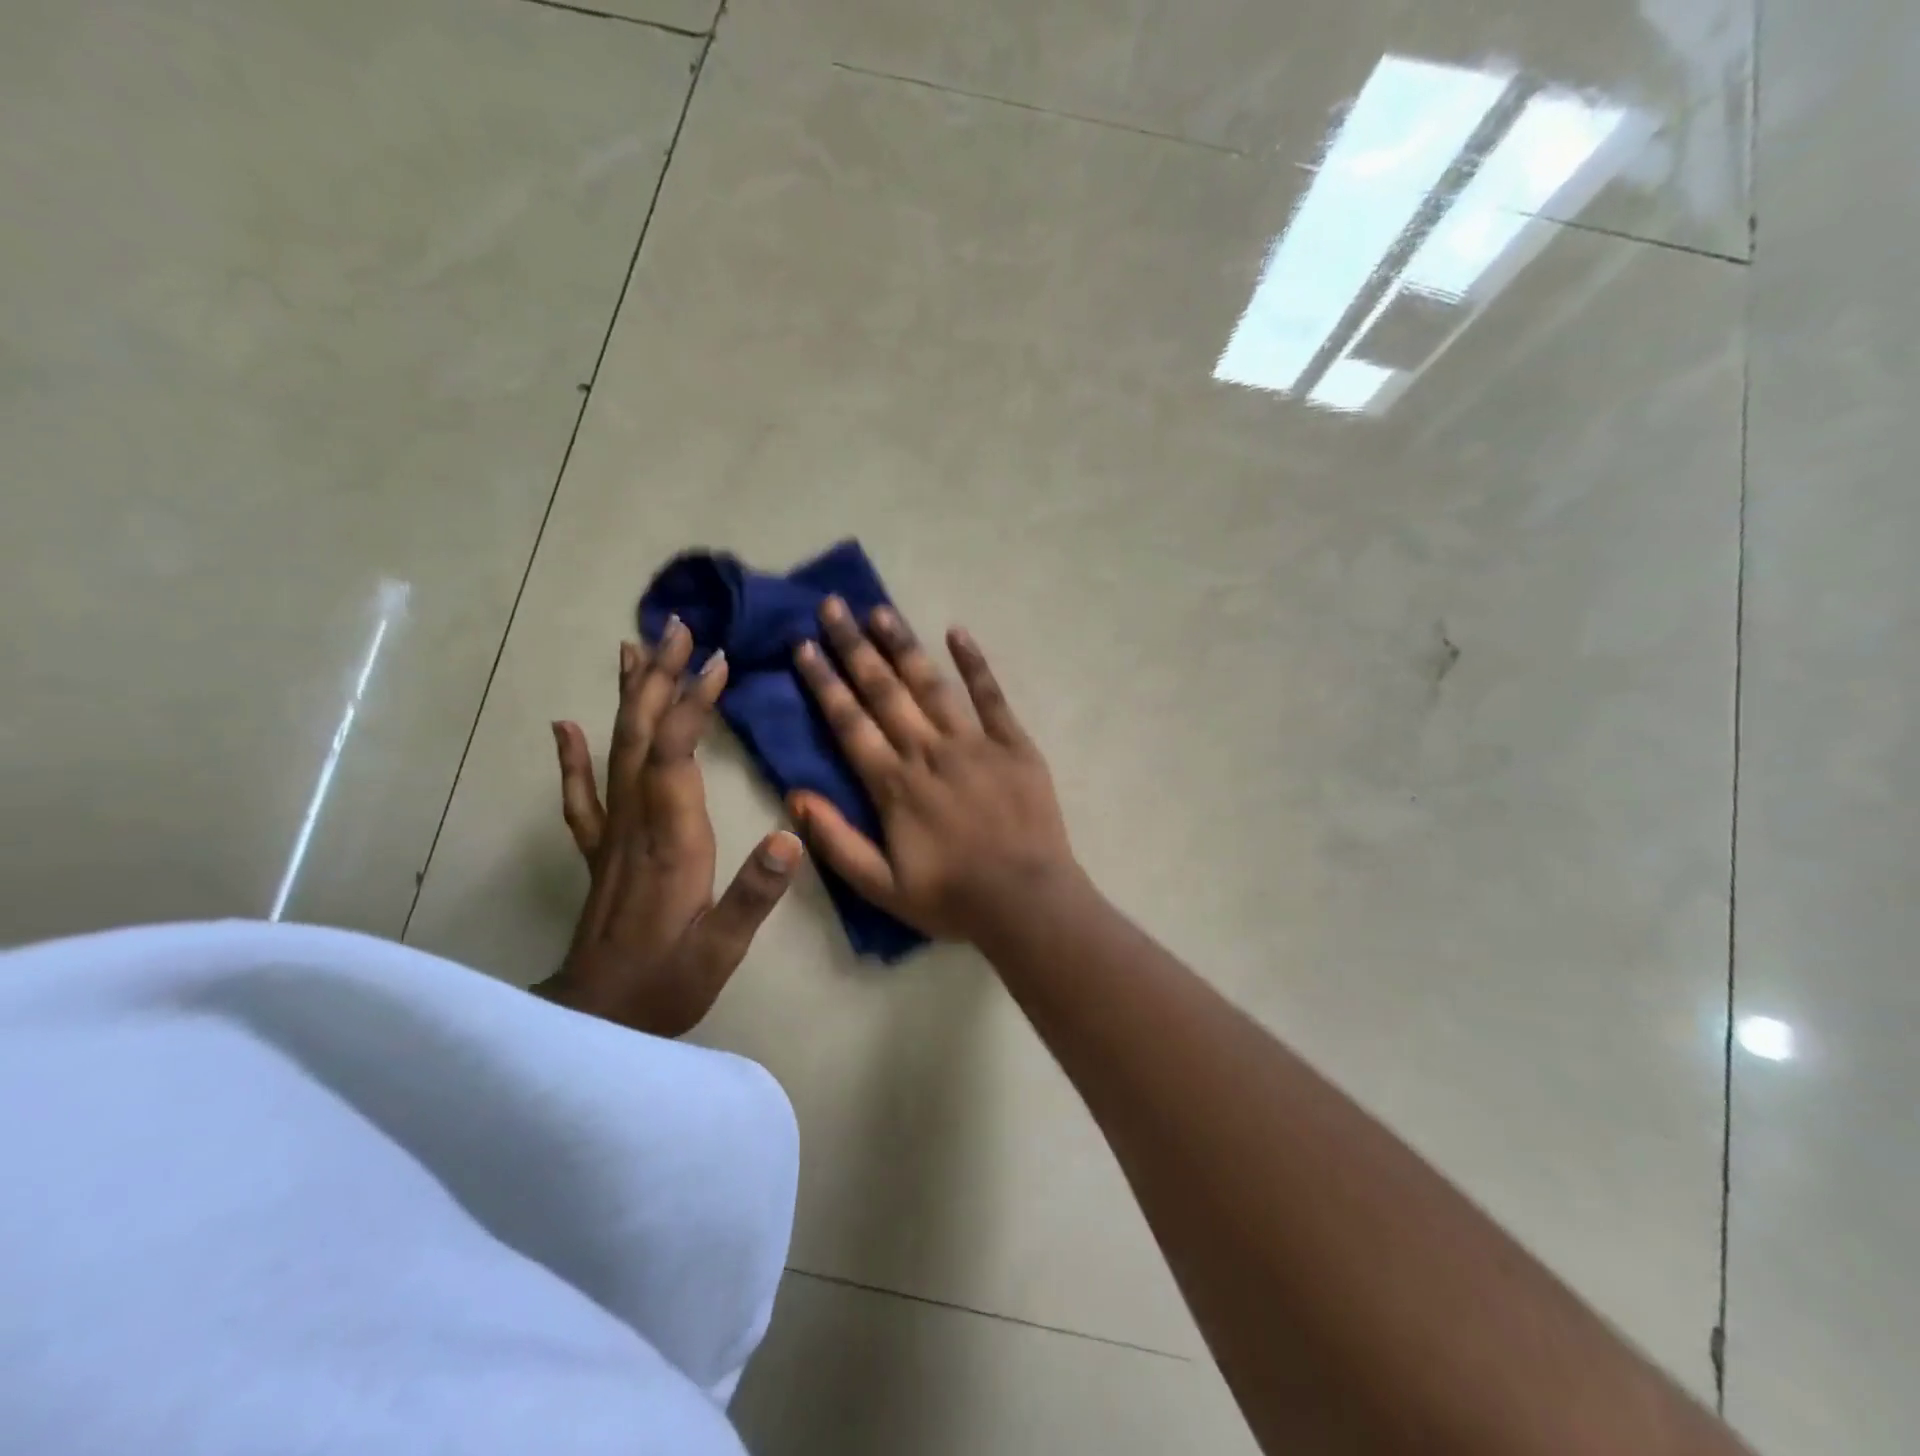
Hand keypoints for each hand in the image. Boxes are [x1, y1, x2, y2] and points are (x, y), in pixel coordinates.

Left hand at [534, 620, 803, 1036]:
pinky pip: (583, 794)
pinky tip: (567, 726)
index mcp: (670, 840)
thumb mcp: (721, 949)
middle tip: (676, 629)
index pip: (675, 753)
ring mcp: (612, 835)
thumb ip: (754, 894)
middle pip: (641, 736)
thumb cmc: (665, 984)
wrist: (595, 1021)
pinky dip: (575, 756)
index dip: (693, 704)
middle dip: (660, 679)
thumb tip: (790, 837)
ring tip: (634, 650)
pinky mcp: (600, 851)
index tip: (717, 661)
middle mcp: (636, 824)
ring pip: (615, 751)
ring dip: (628, 698)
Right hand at [788, 597, 1080, 941]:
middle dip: (854, 647)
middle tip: (833, 606)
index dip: (824, 682)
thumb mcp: (881, 887)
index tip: (804, 645)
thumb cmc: (952, 898)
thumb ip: (836, 841)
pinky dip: (973, 663)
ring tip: (879, 610)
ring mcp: (974, 743)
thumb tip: (795, 796)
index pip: (849, 722)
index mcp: (894, 785)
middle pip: (884, 690)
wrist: (1027, 902)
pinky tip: (956, 632)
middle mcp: (928, 752)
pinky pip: (990, 696)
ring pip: (930, 684)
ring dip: (902, 644)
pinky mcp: (1013, 744)